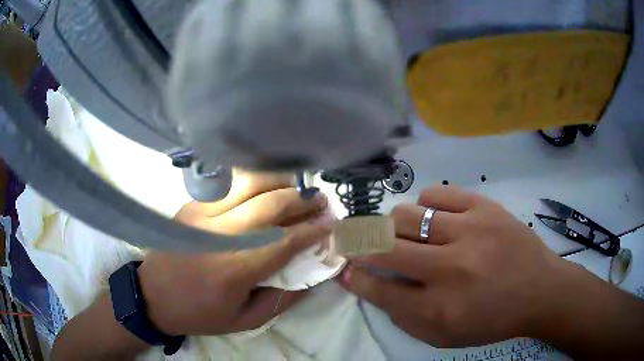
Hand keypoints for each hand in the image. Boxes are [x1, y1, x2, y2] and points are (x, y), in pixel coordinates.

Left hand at [141, 170, 329, 335]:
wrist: (153, 295)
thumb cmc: (199, 313)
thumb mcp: (244, 321)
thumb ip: (282, 300)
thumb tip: (312, 277)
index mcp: (234, 270)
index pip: (283, 241)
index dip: (311, 230)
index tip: (330, 225)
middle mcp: (220, 235)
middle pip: (270, 204)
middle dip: (303, 199)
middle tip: (321, 201)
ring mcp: (203, 214)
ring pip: (250, 184)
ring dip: (281, 182)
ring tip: (298, 188)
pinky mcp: (193, 205)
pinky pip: (230, 185)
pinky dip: (255, 181)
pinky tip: (268, 186)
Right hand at [338, 186, 580, 347]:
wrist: (539, 290)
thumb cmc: (491, 319)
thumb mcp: (444, 335)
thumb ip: (403, 315)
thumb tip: (370, 285)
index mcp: (438, 309)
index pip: (379, 289)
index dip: (355, 277)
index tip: (342, 268)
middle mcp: (450, 269)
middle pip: (384, 247)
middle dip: (359, 244)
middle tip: (355, 242)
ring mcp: (469, 232)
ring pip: (405, 215)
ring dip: (393, 226)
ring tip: (402, 233)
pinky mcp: (484, 207)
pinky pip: (434, 195)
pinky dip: (424, 206)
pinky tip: (431, 218)